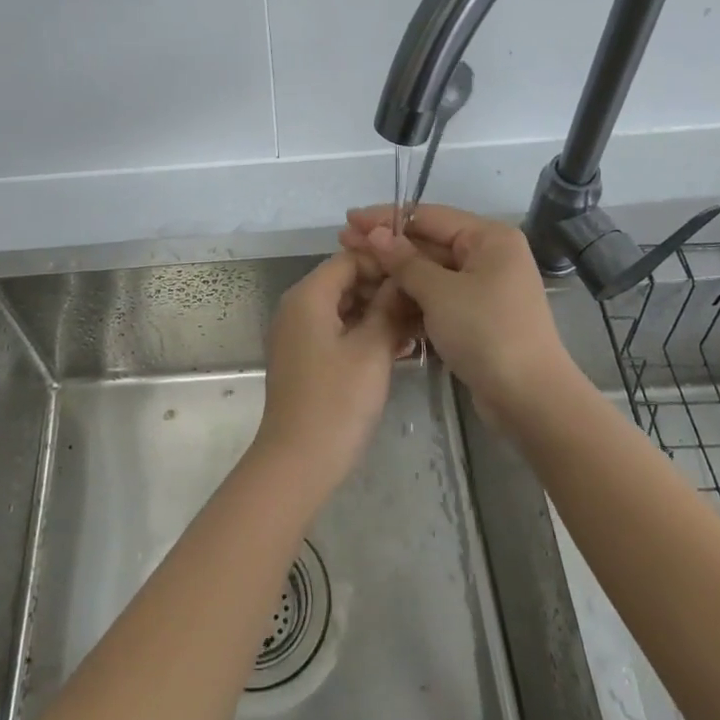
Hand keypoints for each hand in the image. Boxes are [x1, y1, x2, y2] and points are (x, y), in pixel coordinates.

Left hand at [254, 251, 412, 493]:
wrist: (298, 461)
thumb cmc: (337, 400)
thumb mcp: (372, 350)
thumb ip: (390, 308)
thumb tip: (404, 280)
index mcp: (308, 295)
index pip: (349, 259)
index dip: (385, 263)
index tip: (419, 276)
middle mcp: (296, 306)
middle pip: (344, 281)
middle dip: (383, 289)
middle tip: (423, 303)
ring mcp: (296, 333)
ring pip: (342, 307)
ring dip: (376, 312)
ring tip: (417, 325)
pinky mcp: (302, 357)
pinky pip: (335, 330)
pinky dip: (362, 332)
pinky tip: (396, 346)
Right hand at [341, 204, 580, 433]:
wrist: (530, 400)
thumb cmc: (487, 333)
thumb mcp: (440, 293)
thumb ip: (405, 261)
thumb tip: (375, 234)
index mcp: (489, 238)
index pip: (429, 216)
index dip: (386, 218)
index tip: (349, 221)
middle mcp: (489, 256)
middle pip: (430, 243)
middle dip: (388, 246)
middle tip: (344, 244)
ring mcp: (484, 288)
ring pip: (431, 273)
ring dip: (396, 274)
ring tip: (356, 271)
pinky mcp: (477, 317)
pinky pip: (438, 298)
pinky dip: (413, 298)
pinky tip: (379, 300)